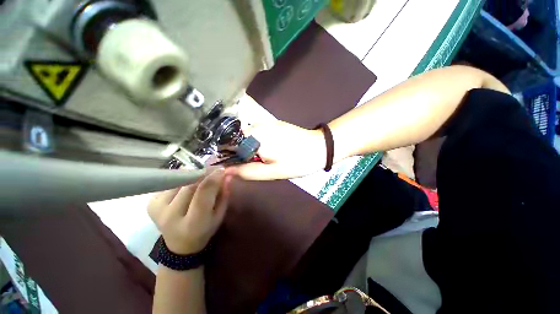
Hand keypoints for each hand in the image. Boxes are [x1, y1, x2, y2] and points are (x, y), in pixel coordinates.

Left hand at [147, 169, 230, 254]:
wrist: (179, 245)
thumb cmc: (205, 230)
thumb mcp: (220, 215)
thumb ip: (224, 195)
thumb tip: (227, 175)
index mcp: (193, 223)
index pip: (203, 193)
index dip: (213, 178)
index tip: (222, 169)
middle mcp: (171, 216)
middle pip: (189, 184)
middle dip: (204, 173)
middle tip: (214, 169)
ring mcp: (157, 209)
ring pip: (179, 180)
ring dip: (193, 174)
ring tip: (202, 176)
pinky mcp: (150, 203)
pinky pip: (170, 183)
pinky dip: (183, 179)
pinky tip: (188, 184)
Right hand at [226, 121, 326, 179]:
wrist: (320, 148)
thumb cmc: (297, 162)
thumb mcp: (271, 172)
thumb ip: (247, 172)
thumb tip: (225, 171)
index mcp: (254, 136)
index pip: (228, 146)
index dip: (230, 159)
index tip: (239, 168)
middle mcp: (257, 125)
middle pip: (238, 141)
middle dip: (243, 155)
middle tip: (259, 165)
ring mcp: (266, 122)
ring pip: (248, 138)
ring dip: (252, 150)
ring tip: (268, 158)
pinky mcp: (273, 124)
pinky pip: (258, 134)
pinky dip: (259, 144)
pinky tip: (273, 150)